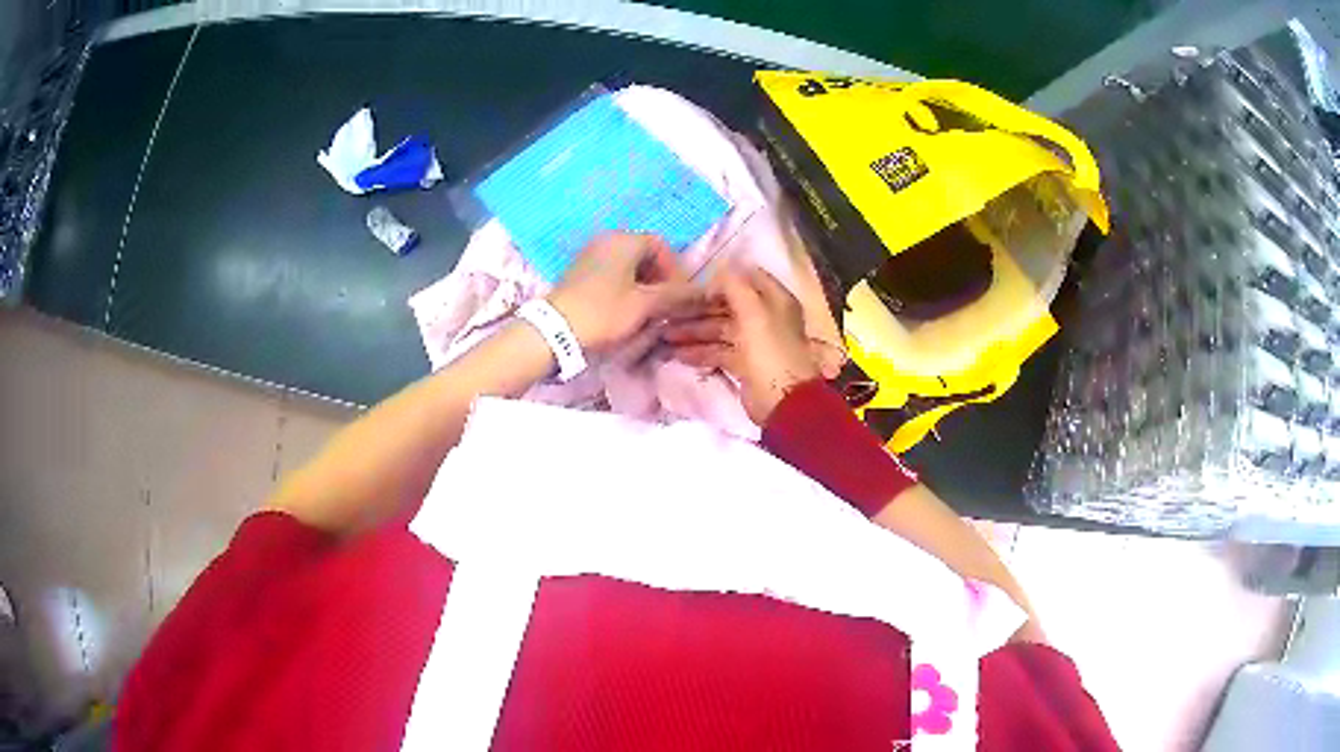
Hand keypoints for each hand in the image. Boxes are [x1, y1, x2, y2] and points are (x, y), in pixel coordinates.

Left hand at [547, 233, 697, 353]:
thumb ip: (676, 295)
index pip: (661, 246)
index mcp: (624, 240)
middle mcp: (606, 239)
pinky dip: (623, 286)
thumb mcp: (645, 305)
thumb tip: (703, 292)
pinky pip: (610, 272)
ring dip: (642, 284)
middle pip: (644, 253)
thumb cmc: (604, 312)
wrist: (554, 330)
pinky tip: (623, 309)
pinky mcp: (578, 271)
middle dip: (659, 278)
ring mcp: (589, 254)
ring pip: (626, 265)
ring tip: (646, 310)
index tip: (679, 295)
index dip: (675, 270)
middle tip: (664, 305)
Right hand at [663, 265, 820, 422]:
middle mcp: (765, 317)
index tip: (693, 284)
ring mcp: (754, 342)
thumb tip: (719, 270)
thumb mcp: (754, 312)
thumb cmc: (770, 351)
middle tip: (667, 311)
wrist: (782, 402)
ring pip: (720, 330)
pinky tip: (677, 354)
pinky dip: (700, 352)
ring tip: (664, 335)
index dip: (721, 279)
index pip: (746, 279)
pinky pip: (718, 352)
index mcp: (774, 300)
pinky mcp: (744, 365)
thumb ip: (735, 287)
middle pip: (727, 306)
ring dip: (693, 331)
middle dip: (698, 309)